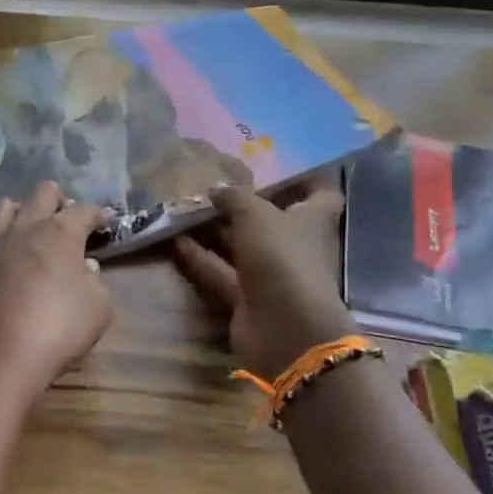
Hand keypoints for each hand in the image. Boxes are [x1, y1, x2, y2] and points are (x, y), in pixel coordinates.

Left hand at [0, 180, 113, 395]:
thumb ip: (96, 282)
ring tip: (28, 230)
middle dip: (58, 200)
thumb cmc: (57, 330)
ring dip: (22, 212)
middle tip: (66, 219)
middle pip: (42, 192)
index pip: (85, 210)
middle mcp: (25, 227)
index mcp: (60, 233)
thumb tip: (86, 268)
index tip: (105, 223)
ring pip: (4, 206)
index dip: (99, 215)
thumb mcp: (98, 310)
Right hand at [174, 176, 354, 379]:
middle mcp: (294, 244)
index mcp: (312, 219)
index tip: (272, 164)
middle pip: (270, 218)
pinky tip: (173, 239)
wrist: (284, 329)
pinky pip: (220, 271)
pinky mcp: (246, 298)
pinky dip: (199, 257)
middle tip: (209, 181)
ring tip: (182, 206)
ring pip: (239, 245)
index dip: (301, 178)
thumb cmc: (282, 258)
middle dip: (242, 202)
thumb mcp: (256, 214)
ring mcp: (270, 273)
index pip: (319, 193)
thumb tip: (217, 188)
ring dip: (214, 229)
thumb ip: (235, 196)